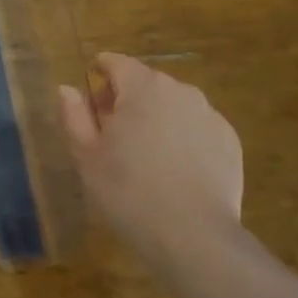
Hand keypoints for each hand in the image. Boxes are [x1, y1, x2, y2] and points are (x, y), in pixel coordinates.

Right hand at [59, 52, 243, 267]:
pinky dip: (182, 137)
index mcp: (142, 89)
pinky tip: (174, 169)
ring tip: (145, 154)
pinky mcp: (229, 141)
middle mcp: (180, 91)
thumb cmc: (127, 191)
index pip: (117, 63)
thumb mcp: (87, 155)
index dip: (100, 72)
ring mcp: (209, 115)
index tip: (91, 92)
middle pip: (146, 83)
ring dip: (156, 117)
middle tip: (112, 133)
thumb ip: (74, 115)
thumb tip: (68, 88)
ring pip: (173, 105)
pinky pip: (196, 128)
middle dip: (127, 98)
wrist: (192, 234)